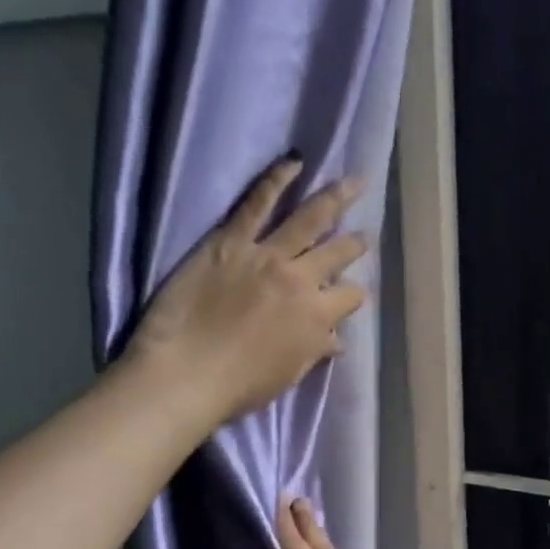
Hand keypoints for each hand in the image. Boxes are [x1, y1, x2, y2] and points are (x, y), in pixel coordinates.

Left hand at [130, 158, 368, 420]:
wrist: (186, 375)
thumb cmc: (239, 386)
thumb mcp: (289, 374)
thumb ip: (315, 350)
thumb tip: (337, 341)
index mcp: (318, 317)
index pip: (351, 296)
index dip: (354, 293)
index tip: (351, 293)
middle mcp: (302, 280)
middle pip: (339, 253)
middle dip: (355, 242)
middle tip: (363, 233)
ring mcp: (268, 256)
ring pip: (311, 219)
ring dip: (336, 198)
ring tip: (354, 182)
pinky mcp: (231, 241)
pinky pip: (258, 204)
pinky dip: (277, 179)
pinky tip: (294, 162)